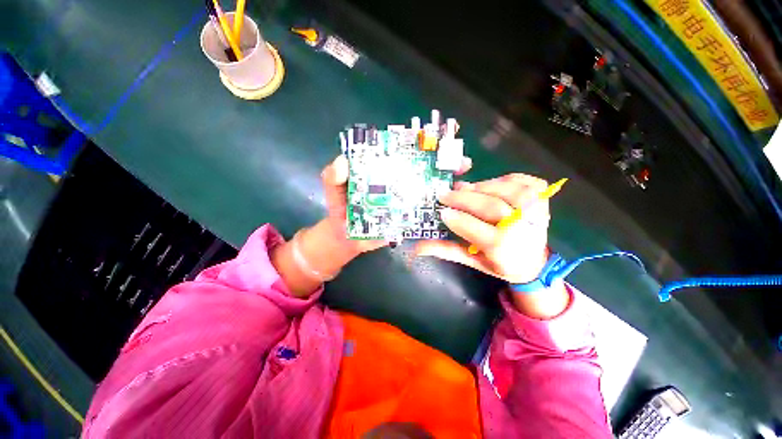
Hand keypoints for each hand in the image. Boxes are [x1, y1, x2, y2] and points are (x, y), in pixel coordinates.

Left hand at [320, 154, 473, 253]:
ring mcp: (405, 202)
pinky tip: (452, 209)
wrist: (345, 237)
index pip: (404, 153)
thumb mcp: (334, 187)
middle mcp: (398, 183)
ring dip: (447, 186)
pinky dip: (438, 211)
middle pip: (424, 170)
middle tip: (460, 162)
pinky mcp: (406, 219)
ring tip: (464, 183)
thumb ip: (334, 175)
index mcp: (383, 170)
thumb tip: (343, 163)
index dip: (421, 145)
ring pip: (429, 191)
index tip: (437, 141)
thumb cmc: (341, 208)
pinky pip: (424, 214)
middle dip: (443, 164)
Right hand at [415, 173, 550, 283]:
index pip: (474, 227)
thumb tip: (416, 247)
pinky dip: (506, 178)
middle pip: (490, 206)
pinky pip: (524, 181)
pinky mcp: (543, 201)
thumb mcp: (471, 261)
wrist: (534, 264)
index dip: (455, 217)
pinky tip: (492, 183)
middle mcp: (521, 229)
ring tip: (466, 188)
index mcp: (501, 248)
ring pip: (508, 190)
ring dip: (483, 186)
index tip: (441, 210)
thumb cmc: (499, 264)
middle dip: (464, 198)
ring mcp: (536, 212)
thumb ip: (445, 251)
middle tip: (446, 193)